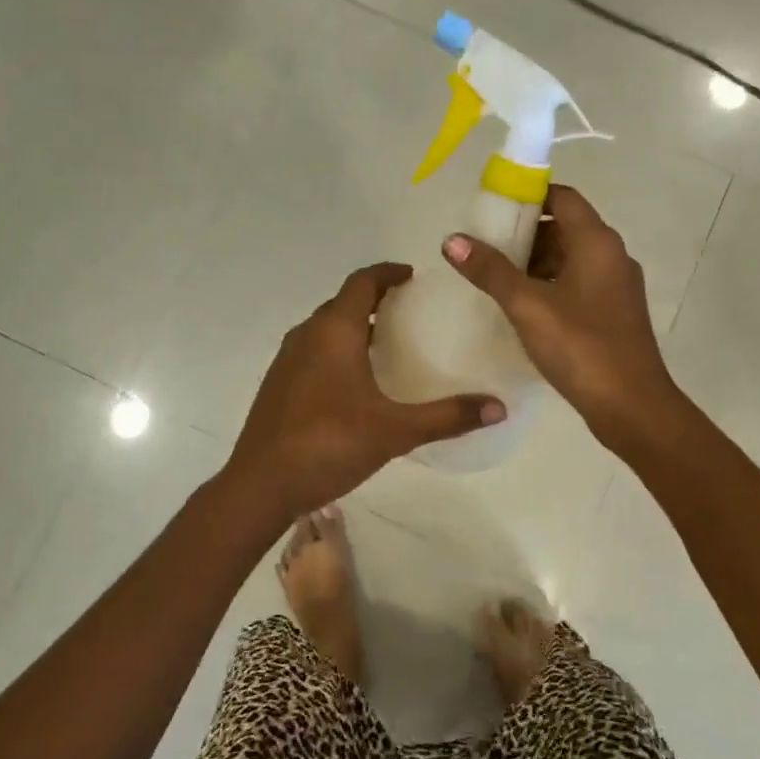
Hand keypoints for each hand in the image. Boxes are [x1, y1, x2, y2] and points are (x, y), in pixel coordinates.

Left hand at [220, 263, 504, 520]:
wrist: (260, 485)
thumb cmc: (329, 445)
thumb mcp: (395, 431)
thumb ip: (448, 417)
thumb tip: (499, 407)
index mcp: (334, 332)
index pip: (362, 282)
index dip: (387, 273)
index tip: (411, 275)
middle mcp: (307, 335)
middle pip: (342, 302)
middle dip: (374, 299)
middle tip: (408, 311)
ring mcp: (287, 359)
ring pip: (325, 327)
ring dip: (353, 325)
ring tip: (386, 342)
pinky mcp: (278, 384)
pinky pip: (313, 349)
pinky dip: (336, 348)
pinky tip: (355, 380)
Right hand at [444, 184, 680, 449]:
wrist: (632, 406)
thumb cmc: (581, 347)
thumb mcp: (528, 305)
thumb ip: (490, 270)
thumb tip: (452, 239)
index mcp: (597, 242)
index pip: (562, 197)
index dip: (528, 195)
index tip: (492, 207)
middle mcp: (611, 256)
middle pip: (565, 227)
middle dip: (524, 233)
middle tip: (485, 246)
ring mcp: (616, 286)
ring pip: (570, 258)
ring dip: (535, 262)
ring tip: (495, 276)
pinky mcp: (614, 313)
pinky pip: (577, 284)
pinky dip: (549, 285)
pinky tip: (521, 306)